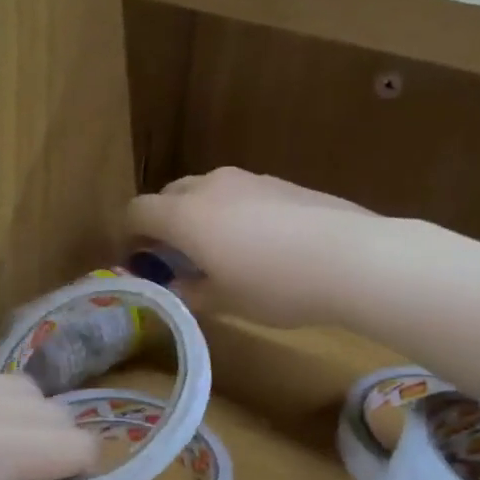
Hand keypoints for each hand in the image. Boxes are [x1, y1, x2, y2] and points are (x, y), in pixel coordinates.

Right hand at [127, 168, 377, 328]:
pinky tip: (260, 243)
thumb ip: (192, 291)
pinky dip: (233, 212)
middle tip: (176, 257)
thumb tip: (178, 285)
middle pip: (170, 194)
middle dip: (164, 222)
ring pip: (208, 191)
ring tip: (220, 250)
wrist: (351, 257)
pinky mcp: (281, 182)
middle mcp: (211, 186)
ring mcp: (249, 178)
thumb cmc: (276, 285)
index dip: (129, 235)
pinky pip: (241, 193)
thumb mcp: (226, 301)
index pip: (137, 211)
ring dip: (200, 215)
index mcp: (186, 215)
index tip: (137, 260)